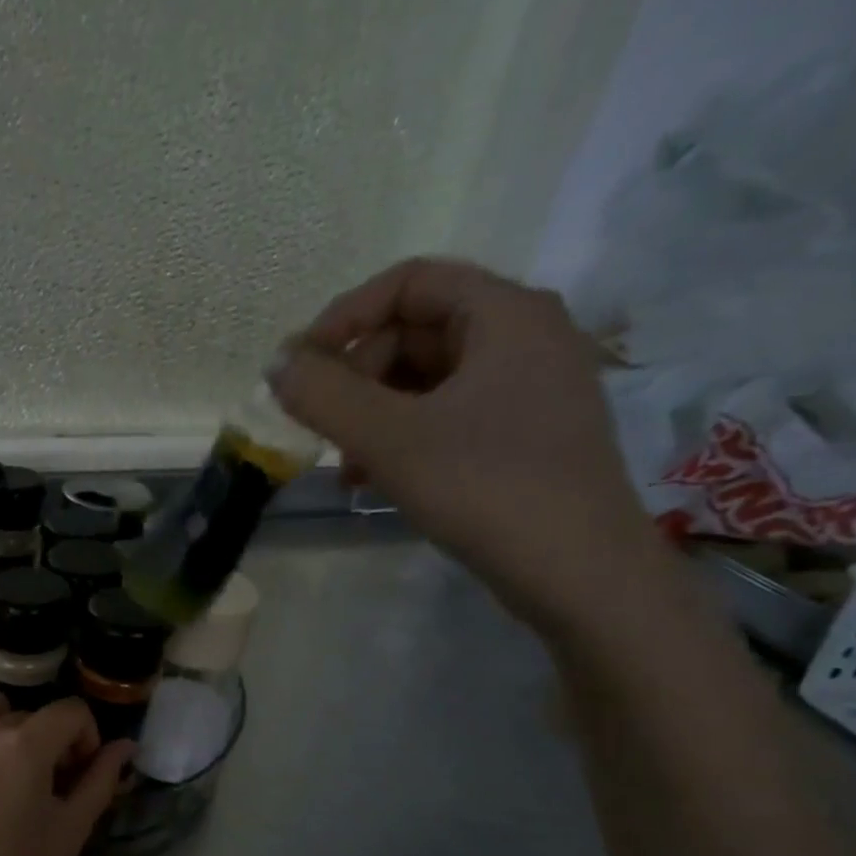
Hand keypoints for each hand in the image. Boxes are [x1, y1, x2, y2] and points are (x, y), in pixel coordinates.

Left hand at [0, 696, 132, 855]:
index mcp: (24, 744)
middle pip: (27, 714)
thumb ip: (101, 778)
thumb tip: (125, 745)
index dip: (84, 736)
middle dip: (44, 739)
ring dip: (4, 732)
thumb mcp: (72, 828)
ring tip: (2, 775)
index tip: (76, 772)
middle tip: (42, 783)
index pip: (70, 710)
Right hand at [266, 257, 670, 630]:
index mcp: (507, 315)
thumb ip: (324, 395)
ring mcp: (530, 387)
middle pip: (415, 330)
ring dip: (372, 414)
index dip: (345, 315)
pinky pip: (447, 413)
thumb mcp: (390, 438)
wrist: (579, 573)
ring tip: (346, 467)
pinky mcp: (525, 433)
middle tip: (324, 428)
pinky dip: (402, 436)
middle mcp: (526, 337)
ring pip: (426, 378)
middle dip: (357, 377)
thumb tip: (276, 364)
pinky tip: (377, 479)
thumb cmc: (486, 488)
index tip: (301, 366)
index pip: (410, 282)